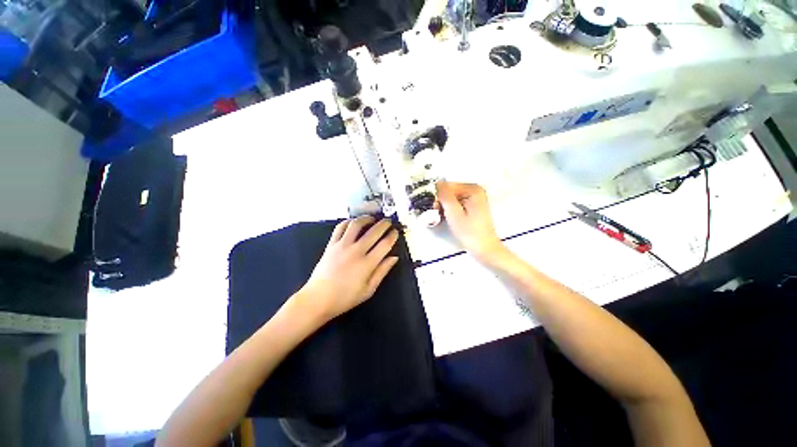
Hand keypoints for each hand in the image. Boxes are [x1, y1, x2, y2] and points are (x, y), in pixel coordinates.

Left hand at [299, 216, 399, 321]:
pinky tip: (353, 223)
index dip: (392, 236)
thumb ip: (382, 272)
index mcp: (367, 264)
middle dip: (384, 224)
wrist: (318, 299)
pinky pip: (340, 228)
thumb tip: (394, 257)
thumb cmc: (345, 298)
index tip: (395, 232)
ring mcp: (342, 246)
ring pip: (356, 225)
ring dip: (366, 219)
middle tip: (388, 222)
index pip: (385, 244)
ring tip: (372, 218)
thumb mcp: (368, 290)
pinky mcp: (331, 244)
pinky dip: (348, 222)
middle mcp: (356, 251)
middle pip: (374, 231)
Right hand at [436, 182, 504, 260]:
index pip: (447, 186)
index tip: (433, 209)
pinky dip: (450, 210)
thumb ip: (445, 196)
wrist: (484, 248)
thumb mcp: (454, 213)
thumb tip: (436, 183)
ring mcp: (474, 198)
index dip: (438, 196)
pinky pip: (456, 203)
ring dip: (444, 207)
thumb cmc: (470, 232)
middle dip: (441, 202)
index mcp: (473, 189)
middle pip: (450, 191)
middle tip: (436, 214)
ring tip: (441, 218)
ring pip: (451, 198)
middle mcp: (475, 190)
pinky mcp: (472, 206)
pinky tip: (447, 218)